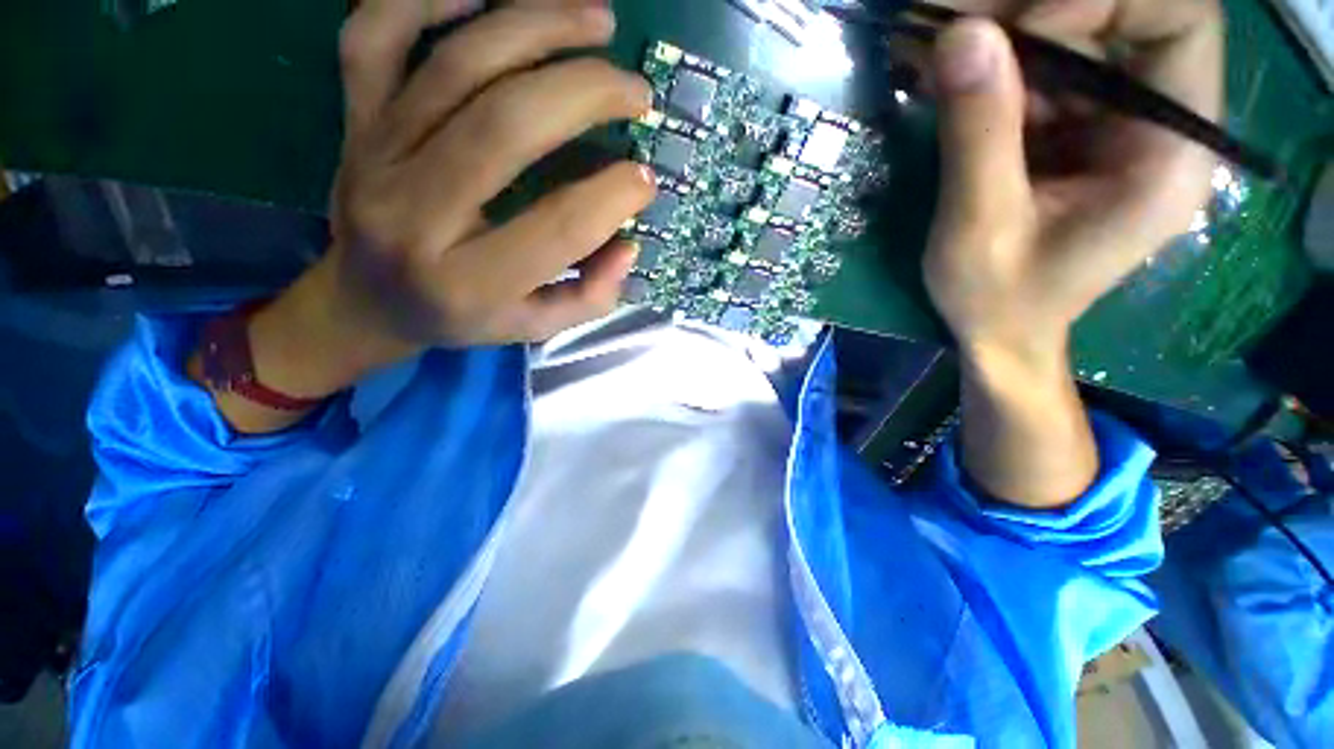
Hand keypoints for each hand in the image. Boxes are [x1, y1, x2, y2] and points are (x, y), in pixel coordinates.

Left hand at [195, 0, 655, 432]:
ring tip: (599, 19)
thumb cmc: (461, 317)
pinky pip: (376, 33)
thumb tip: (628, 244)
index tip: (645, 178)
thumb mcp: (534, 327)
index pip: (557, 227)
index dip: (613, 196)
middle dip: (586, 93)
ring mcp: (377, 154)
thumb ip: (590, 296)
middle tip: (636, 91)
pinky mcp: (354, 118)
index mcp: (469, 282)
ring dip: (538, 26)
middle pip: (506, 125)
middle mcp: (416, 213)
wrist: (367, 299)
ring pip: (455, 63)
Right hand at [918, 0, 1222, 506]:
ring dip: (1001, 34)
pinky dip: (991, 64)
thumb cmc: (997, 300)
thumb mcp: (979, 228)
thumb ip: (979, 135)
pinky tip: (944, 74)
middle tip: (952, 25)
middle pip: (1121, 15)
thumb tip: (960, 35)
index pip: (1176, 20)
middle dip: (1033, 10)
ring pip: (1075, 35)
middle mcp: (1156, 122)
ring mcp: (1114, 122)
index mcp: (1167, 152)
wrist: (1000, 331)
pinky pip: (1041, 70)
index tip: (1013, 30)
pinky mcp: (1075, 129)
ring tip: (933, 50)